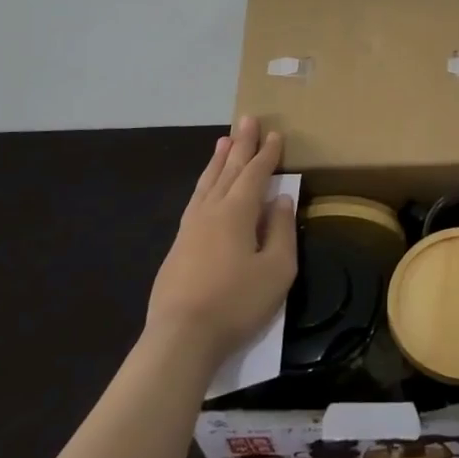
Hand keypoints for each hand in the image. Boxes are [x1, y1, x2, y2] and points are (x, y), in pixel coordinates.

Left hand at [145, 116, 296, 372]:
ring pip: (207, 184)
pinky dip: (204, 184)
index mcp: (237, 212)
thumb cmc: (237, 302)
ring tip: (223, 141)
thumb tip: (281, 200)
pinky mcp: (178, 247)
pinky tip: (206, 187)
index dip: (267, 154)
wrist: (181, 338)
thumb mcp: (277, 268)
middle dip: (241, 145)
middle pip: (228, 170)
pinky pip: (195, 201)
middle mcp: (211, 211)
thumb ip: (281, 230)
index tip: (276, 134)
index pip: (255, 174)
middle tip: (247, 119)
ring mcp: (190, 229)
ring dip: (218, 161)